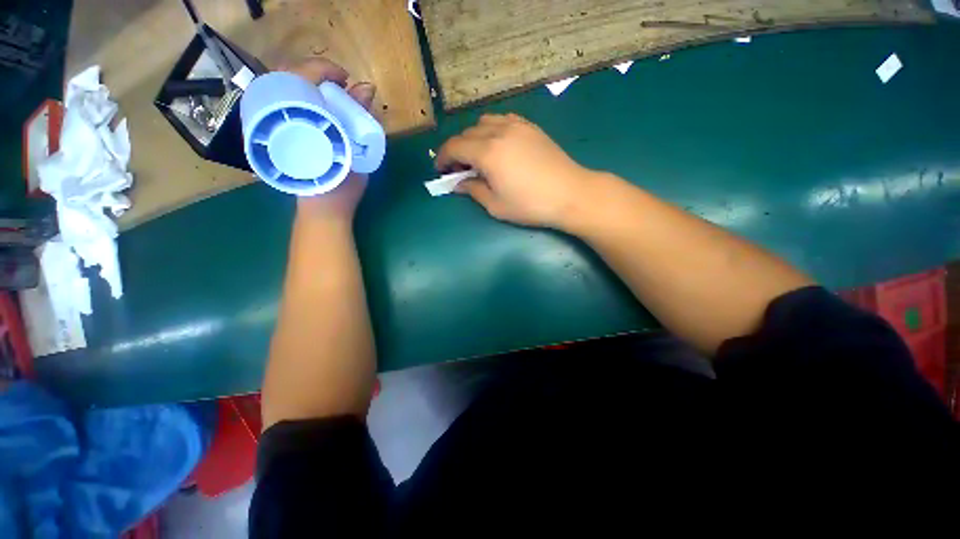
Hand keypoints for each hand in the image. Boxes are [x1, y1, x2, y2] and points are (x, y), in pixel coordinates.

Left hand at [280, 58, 376, 222]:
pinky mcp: (276, 136)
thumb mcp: (355, 149)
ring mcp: (271, 125)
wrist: (323, 208)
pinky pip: (288, 106)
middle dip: (319, 77)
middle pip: (291, 77)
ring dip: (313, 88)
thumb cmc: (340, 184)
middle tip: (342, 90)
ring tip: (335, 99)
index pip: (299, 73)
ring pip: (288, 90)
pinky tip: (322, 111)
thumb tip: (367, 86)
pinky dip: (307, 101)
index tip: (345, 80)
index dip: (324, 69)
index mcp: (291, 117)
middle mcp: (275, 115)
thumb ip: (359, 117)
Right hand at [435, 114, 594, 228]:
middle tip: (459, 169)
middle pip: (467, 133)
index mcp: (487, 152)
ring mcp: (516, 125)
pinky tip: (497, 145)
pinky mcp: (530, 127)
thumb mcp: (496, 205)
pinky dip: (492, 129)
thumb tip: (458, 183)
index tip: (440, 171)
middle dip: (457, 150)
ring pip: (484, 122)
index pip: (454, 147)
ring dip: (473, 137)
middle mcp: (498, 131)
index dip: (443, 158)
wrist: (570, 194)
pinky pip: (503, 120)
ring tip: (477, 156)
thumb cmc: (530, 205)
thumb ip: (473, 190)